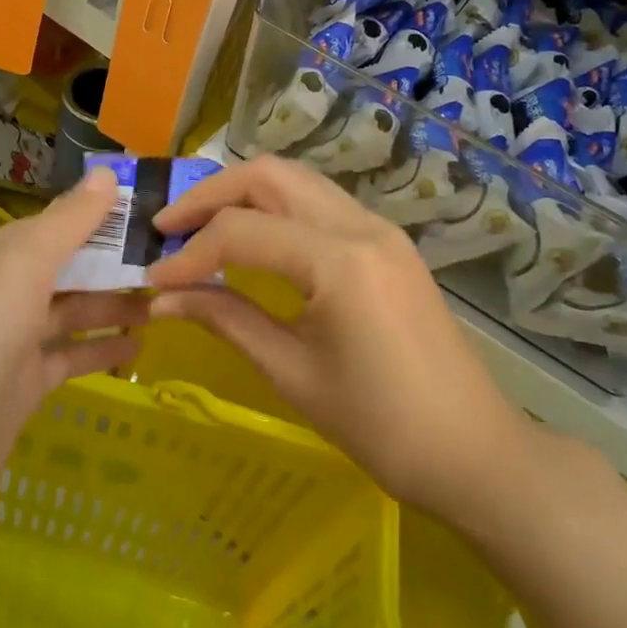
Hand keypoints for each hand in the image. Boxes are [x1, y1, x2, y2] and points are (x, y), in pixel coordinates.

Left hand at [0, 167, 150, 537]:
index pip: (55, 224)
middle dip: (113, 264)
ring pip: (71, 312)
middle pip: (66, 268)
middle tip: (170, 262)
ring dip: (113, 306)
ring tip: (165, 302)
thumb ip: (68, 222)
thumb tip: (106, 174)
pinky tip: (140, 348)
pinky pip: (70, 356)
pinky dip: (101, 349)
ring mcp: (11, 342)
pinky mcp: (23, 386)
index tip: (151, 215)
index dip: (100, 217)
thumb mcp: (24, 266)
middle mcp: (1, 292)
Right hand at [146, 156, 535, 517]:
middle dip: (210, 195)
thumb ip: (226, 320)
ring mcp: (379, 228)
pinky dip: (274, 207)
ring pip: (295, 180)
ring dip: (242, 193)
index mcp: (339, 261)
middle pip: (269, 176)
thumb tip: (164, 299)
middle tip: (168, 228)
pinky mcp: (386, 241)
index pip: (242, 232)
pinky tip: (251, 238)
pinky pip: (318, 202)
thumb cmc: (381, 426)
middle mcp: (360, 225)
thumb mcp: (292, 373)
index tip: (153, 280)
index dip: (189, 255)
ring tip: (200, 227)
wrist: (473, 451)